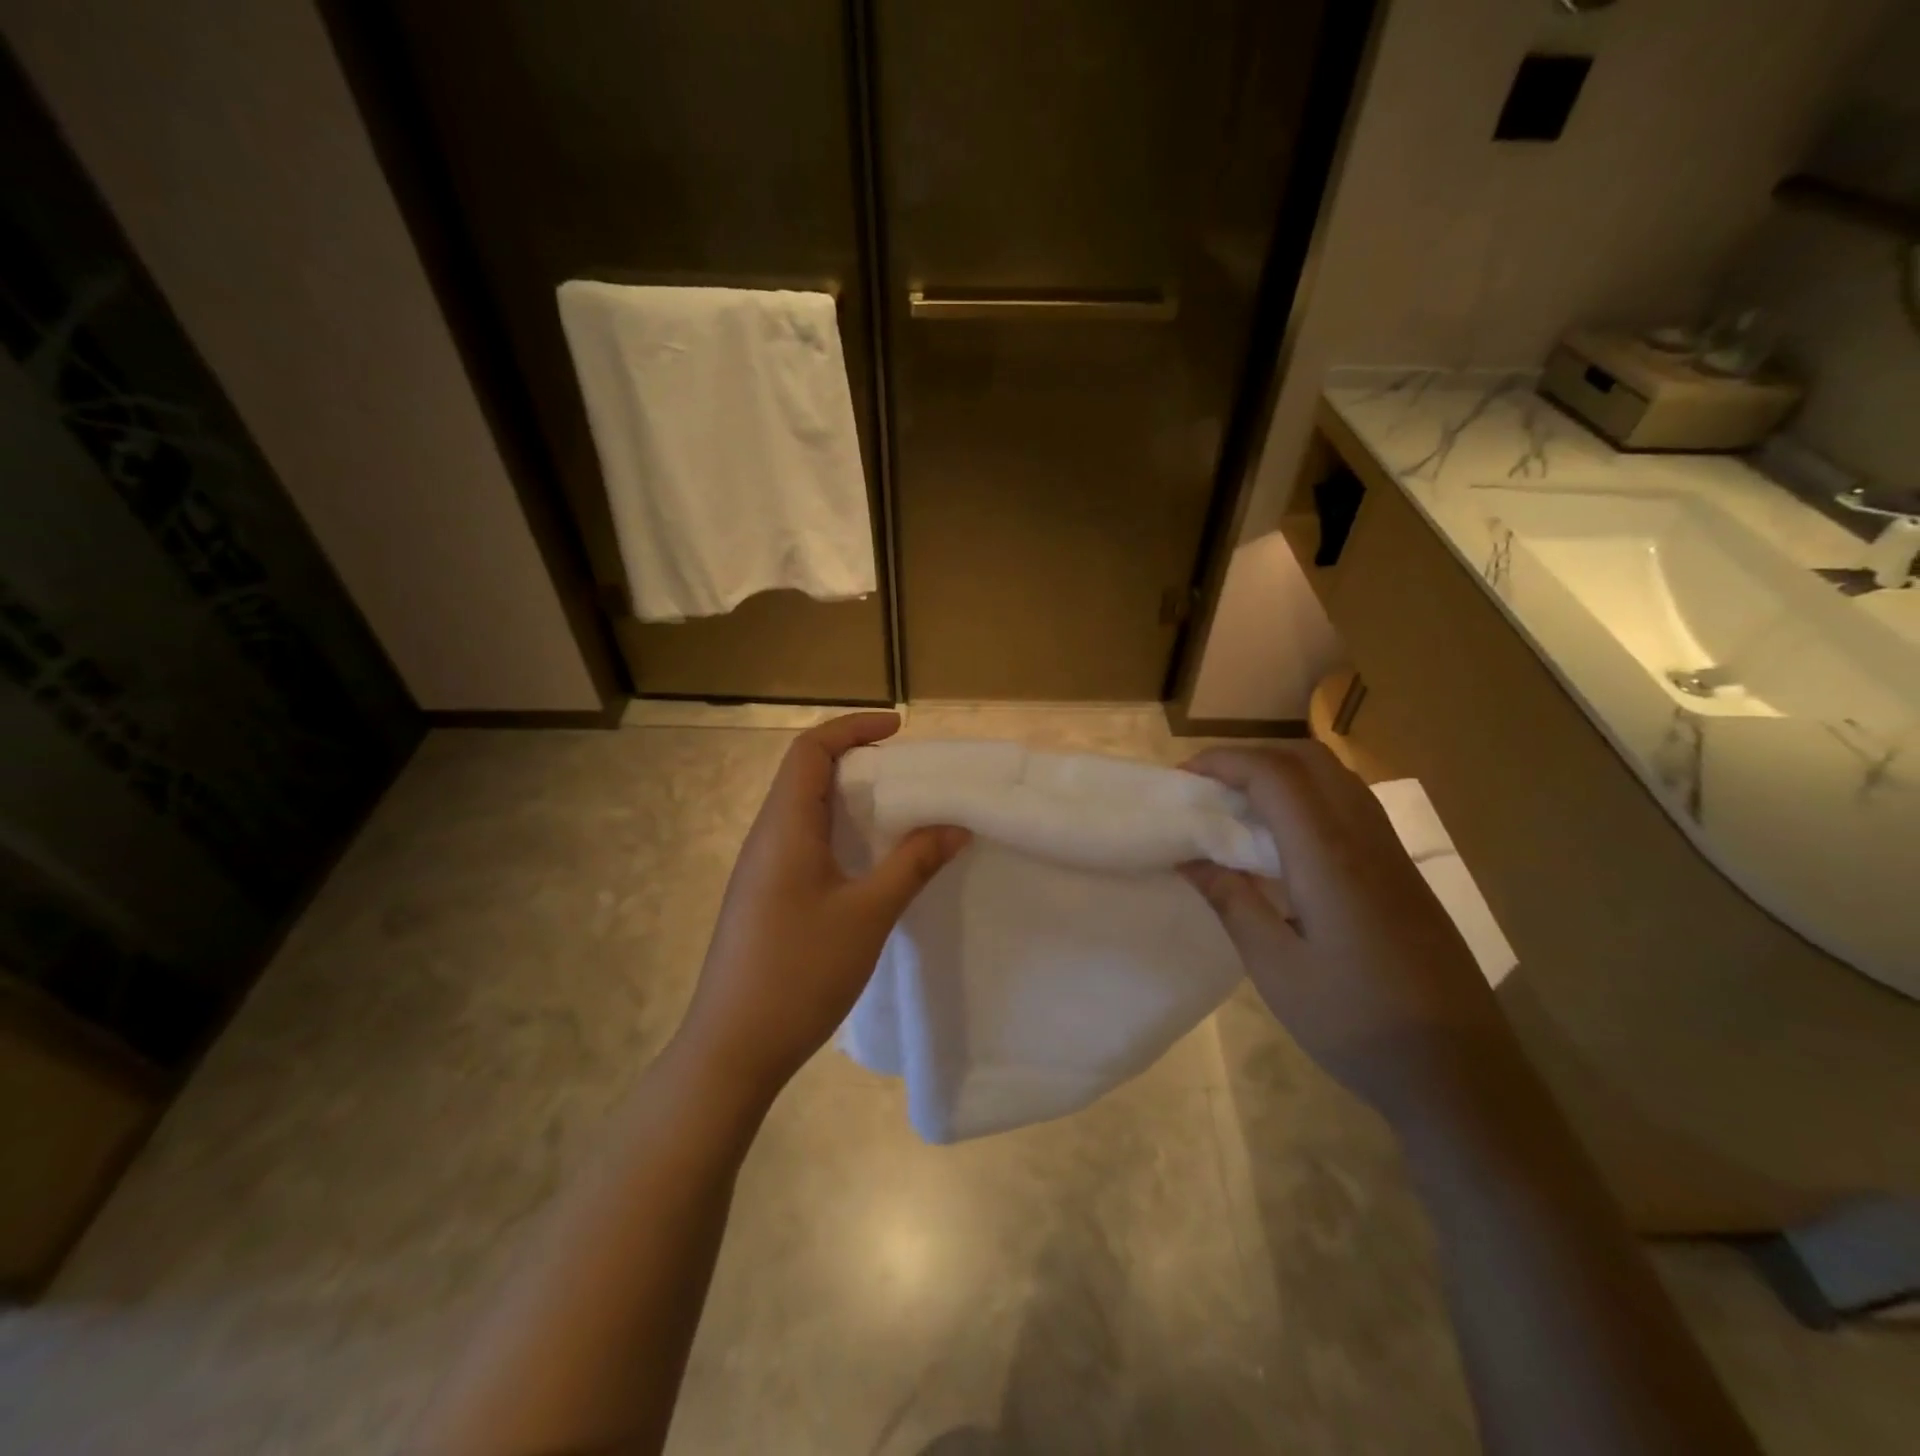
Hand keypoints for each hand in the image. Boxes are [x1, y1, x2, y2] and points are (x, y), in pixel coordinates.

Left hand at [675, 712, 968, 1103]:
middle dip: (857, 761)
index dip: (853, 728)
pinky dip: (838, 833)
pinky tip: (869, 862)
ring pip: (805, 810)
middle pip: (806, 774)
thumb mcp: (868, 915)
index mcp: (785, 827)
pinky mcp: (765, 897)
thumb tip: (955, 826)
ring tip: (898, 811)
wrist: (732, 1049)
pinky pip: (802, 842)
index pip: (810, 750)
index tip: (899, 730)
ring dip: (849, 799)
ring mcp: (761, 869)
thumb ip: (912, 864)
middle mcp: (767, 837)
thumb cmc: (800, 973)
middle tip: (908, 774)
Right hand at [1181, 743, 1499, 1115]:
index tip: (1184, 776)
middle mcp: (1364, 838)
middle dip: (1253, 756)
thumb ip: (1231, 902)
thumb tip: (1189, 858)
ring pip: (1337, 777)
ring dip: (1285, 772)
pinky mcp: (1405, 873)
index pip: (1274, 776)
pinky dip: (1311, 796)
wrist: (1459, 1074)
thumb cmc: (1355, 1022)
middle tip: (1212, 785)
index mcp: (1328, 856)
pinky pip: (1353, 805)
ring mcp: (1392, 853)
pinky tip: (1289, 841)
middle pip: (1310, 759)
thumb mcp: (1275, 967)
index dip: (1224, 761)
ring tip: (1243, 805)